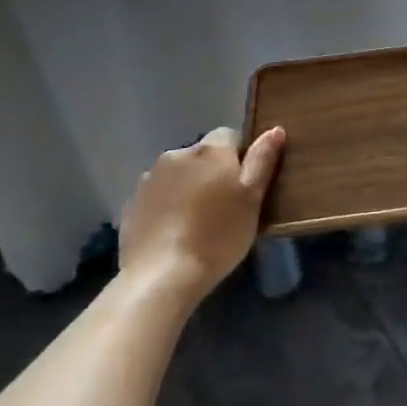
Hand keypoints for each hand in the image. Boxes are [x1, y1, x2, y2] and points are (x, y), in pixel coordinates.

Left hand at [118, 127, 285, 304]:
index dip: (240, 157)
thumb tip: (275, 129)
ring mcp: (149, 179)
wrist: (162, 276)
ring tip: (197, 223)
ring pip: (178, 175)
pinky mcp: (131, 204)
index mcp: (210, 150)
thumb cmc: (218, 235)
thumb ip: (262, 160)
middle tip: (224, 207)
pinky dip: (167, 207)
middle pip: (202, 155)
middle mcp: (177, 155)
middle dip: (212, 172)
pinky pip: (158, 197)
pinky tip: (174, 233)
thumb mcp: (252, 198)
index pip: (229, 135)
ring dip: (188, 188)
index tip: (245, 186)